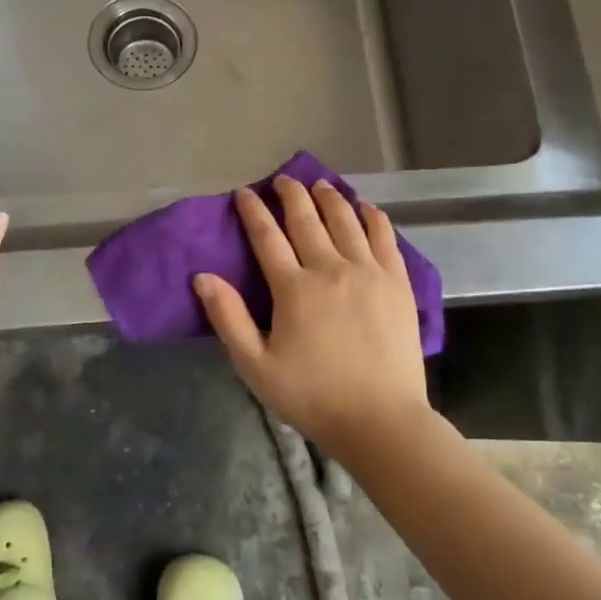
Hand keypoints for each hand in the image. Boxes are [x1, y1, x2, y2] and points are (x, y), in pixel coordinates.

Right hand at [194, 176, 428, 461]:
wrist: (381, 420)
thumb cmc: (312, 396)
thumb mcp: (256, 366)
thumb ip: (229, 318)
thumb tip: (203, 276)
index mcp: (294, 288)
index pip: (267, 237)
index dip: (253, 211)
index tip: (245, 193)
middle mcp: (331, 268)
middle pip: (307, 219)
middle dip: (292, 194)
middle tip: (283, 179)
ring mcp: (369, 272)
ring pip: (346, 220)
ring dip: (330, 198)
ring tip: (320, 184)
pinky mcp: (397, 282)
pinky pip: (385, 237)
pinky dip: (372, 216)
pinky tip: (365, 207)